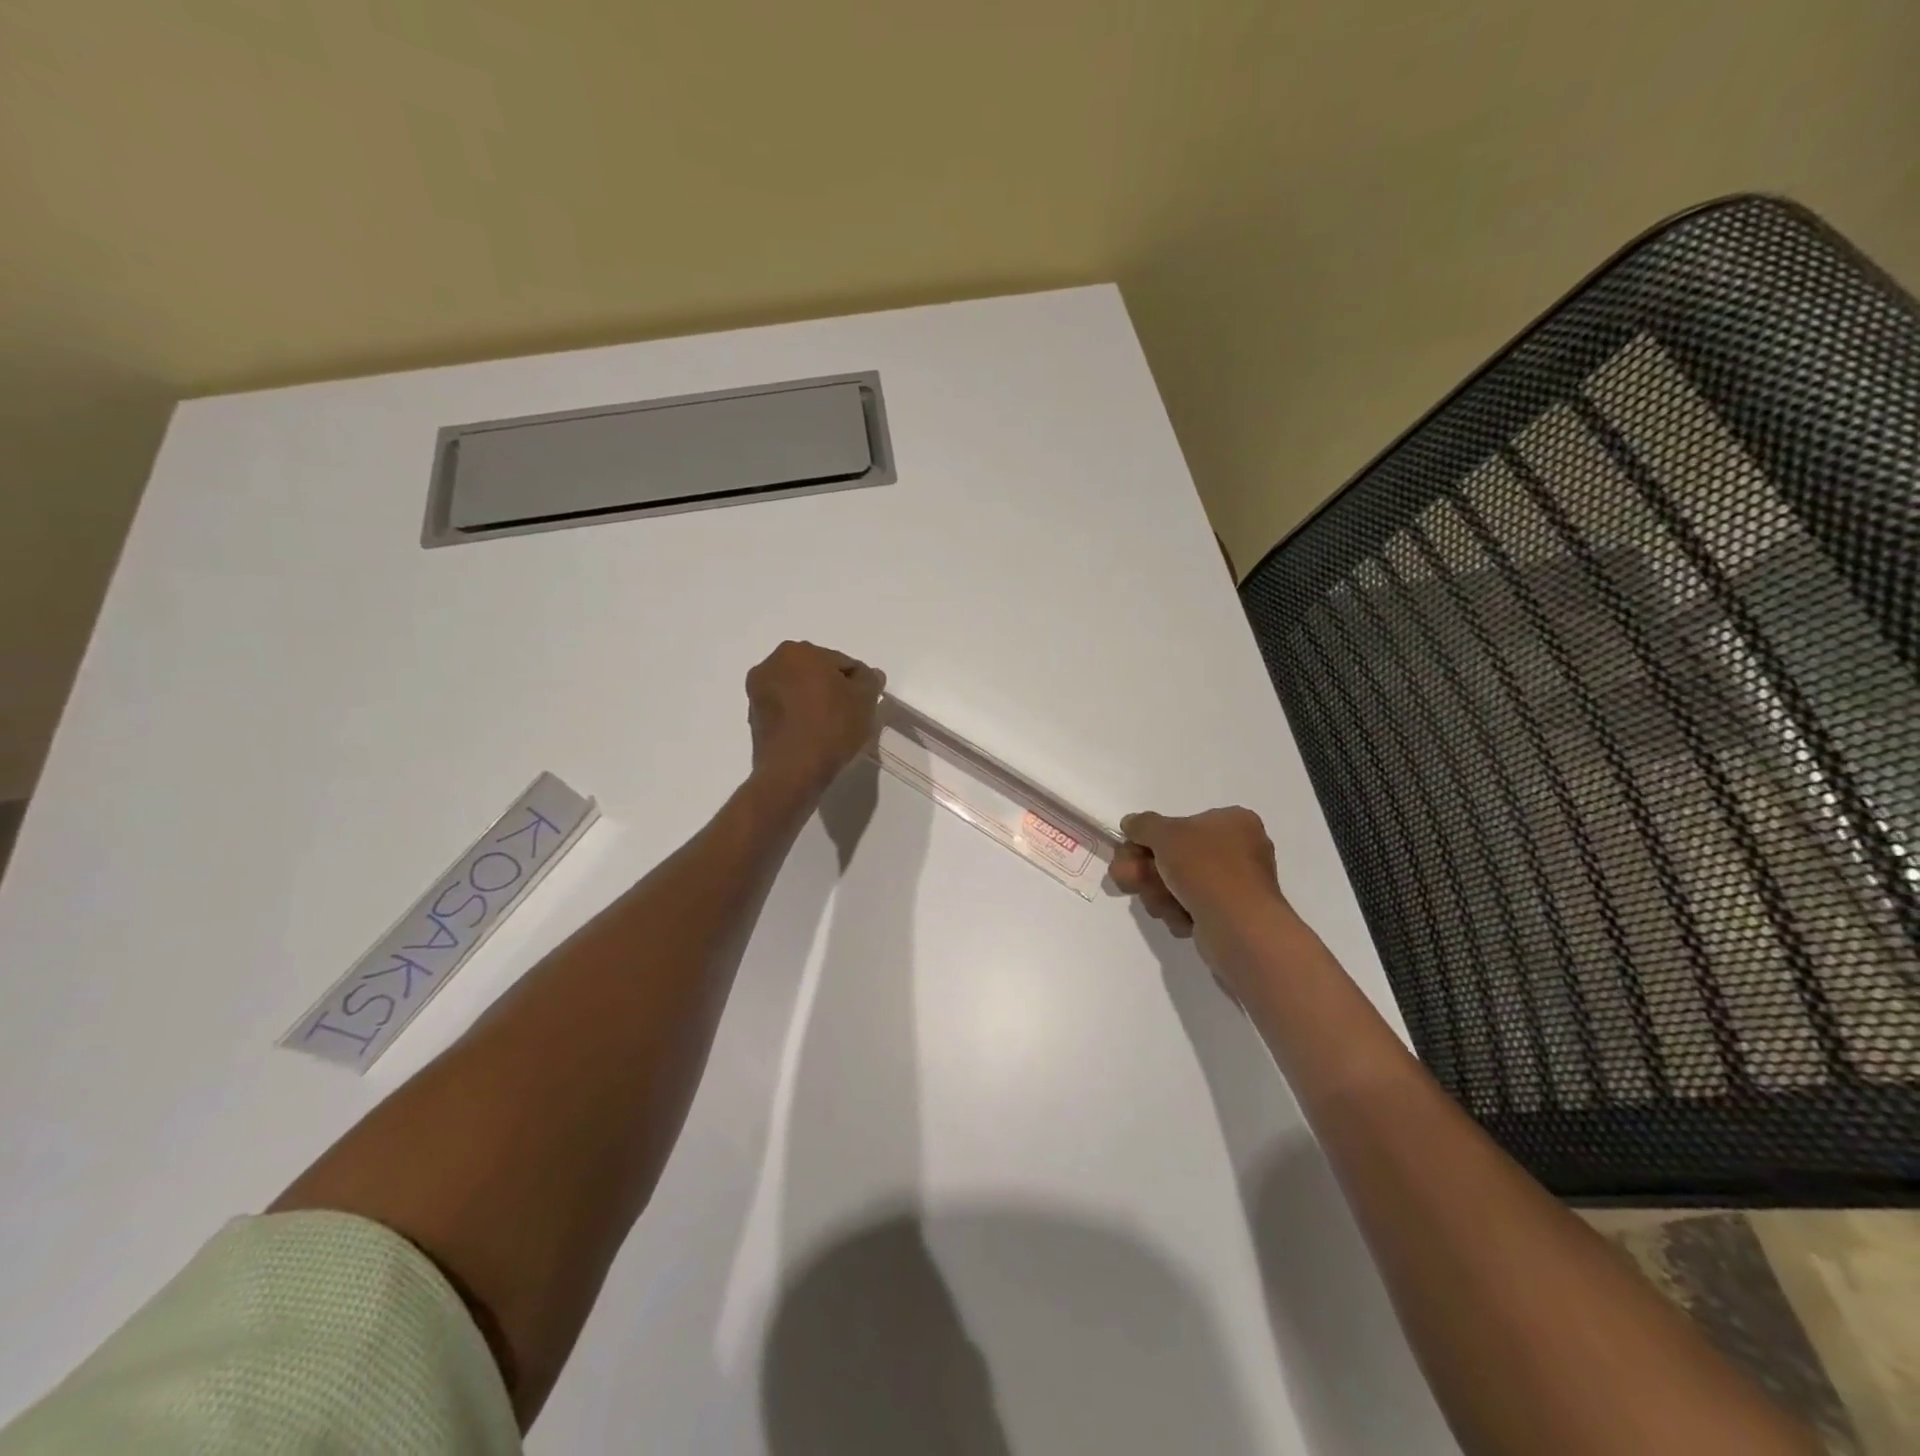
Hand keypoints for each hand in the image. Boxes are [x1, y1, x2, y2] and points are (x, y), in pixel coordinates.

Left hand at [746, 641, 885, 799]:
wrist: (792, 772)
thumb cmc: (831, 727)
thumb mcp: (865, 700)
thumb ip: (870, 680)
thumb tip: (869, 675)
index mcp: (798, 651)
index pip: (841, 662)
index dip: (858, 684)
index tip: (865, 705)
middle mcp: (771, 664)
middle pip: (816, 674)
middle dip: (834, 691)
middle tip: (850, 717)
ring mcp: (757, 693)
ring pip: (799, 693)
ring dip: (815, 704)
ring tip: (832, 731)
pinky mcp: (754, 719)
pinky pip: (786, 712)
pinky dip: (799, 720)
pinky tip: (813, 739)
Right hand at [1111, 807, 1288, 946]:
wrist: (1238, 926)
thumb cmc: (1205, 868)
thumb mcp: (1165, 834)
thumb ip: (1143, 824)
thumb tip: (1131, 823)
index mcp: (1234, 821)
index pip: (1183, 824)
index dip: (1150, 838)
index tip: (1129, 850)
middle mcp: (1239, 850)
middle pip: (1175, 855)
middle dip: (1146, 869)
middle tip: (1126, 877)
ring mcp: (1235, 885)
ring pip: (1178, 884)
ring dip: (1159, 893)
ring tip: (1161, 903)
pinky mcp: (1230, 916)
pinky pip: (1192, 908)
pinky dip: (1180, 913)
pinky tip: (1181, 918)